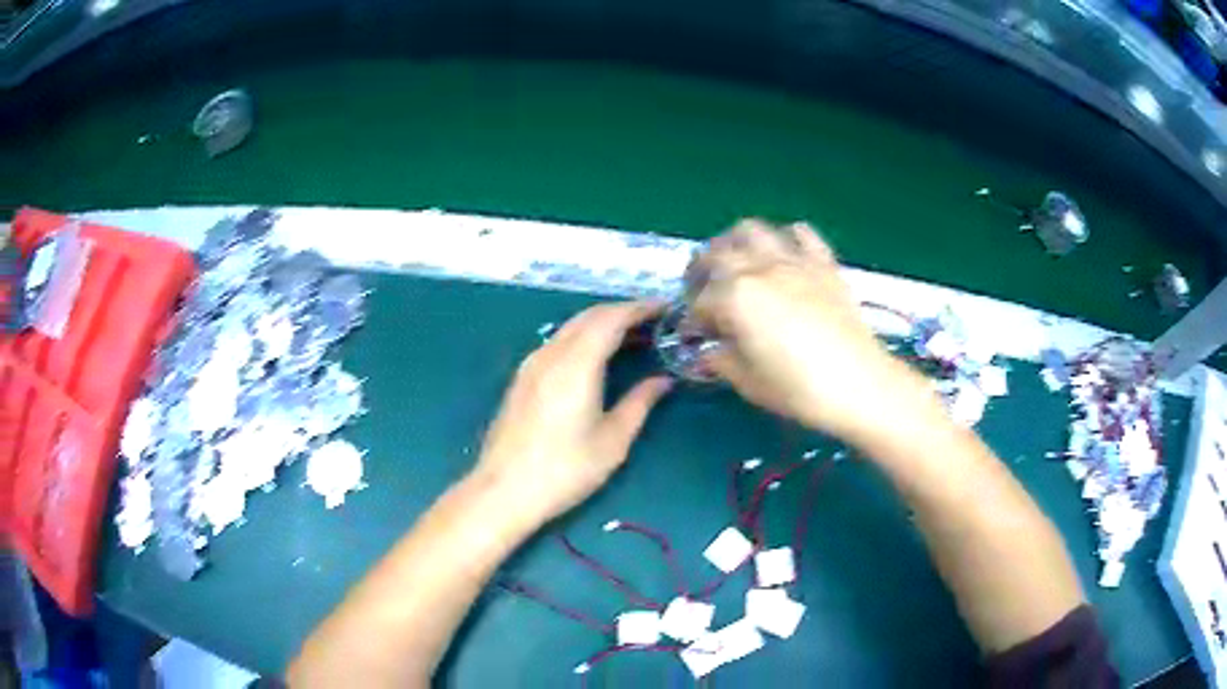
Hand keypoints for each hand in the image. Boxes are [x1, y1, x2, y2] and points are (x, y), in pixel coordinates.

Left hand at [474, 301, 673, 525]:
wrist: (503, 491)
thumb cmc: (564, 470)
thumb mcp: (613, 441)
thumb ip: (640, 403)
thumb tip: (663, 380)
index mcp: (576, 365)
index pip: (611, 319)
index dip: (640, 308)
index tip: (666, 308)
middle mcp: (550, 354)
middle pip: (589, 317)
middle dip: (622, 312)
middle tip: (653, 322)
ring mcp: (531, 364)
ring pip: (570, 328)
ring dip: (601, 324)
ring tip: (631, 337)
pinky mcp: (521, 378)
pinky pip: (557, 342)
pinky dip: (582, 338)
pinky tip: (596, 356)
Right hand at [689, 219, 939, 444]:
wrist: (860, 384)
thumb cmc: (799, 389)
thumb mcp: (749, 382)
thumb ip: (722, 361)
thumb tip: (709, 352)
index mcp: (735, 297)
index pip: (701, 301)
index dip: (694, 319)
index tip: (695, 335)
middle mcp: (758, 268)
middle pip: (716, 254)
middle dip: (700, 272)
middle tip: (702, 293)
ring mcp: (793, 261)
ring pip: (751, 231)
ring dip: (734, 242)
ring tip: (734, 262)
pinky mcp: (822, 263)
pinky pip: (800, 234)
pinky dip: (786, 238)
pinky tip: (784, 256)